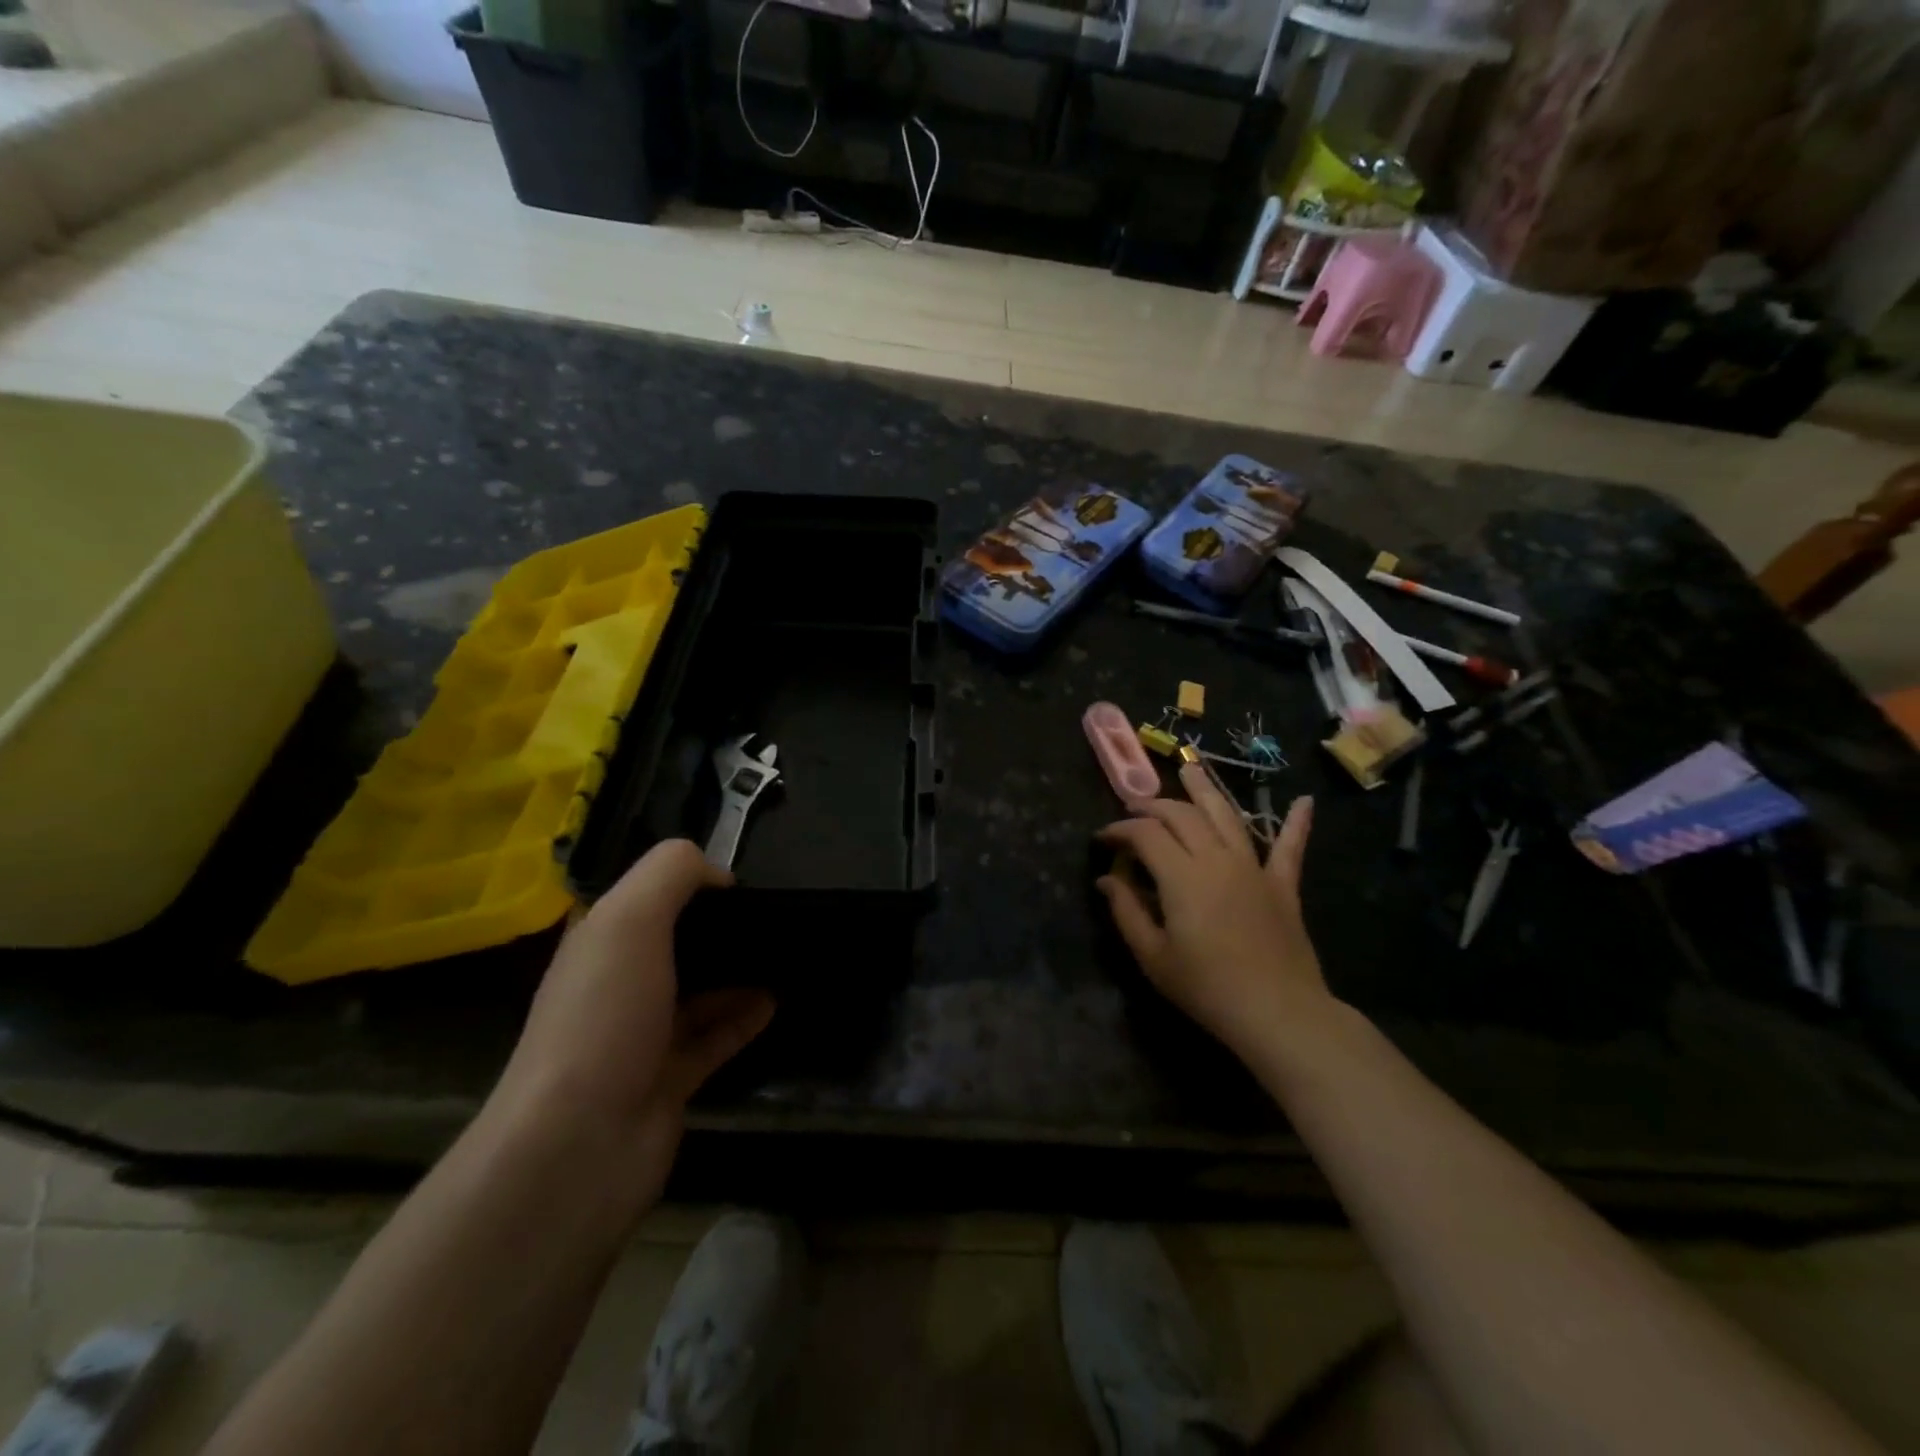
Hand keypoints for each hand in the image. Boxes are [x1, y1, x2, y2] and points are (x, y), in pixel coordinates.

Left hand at [489, 840, 773, 1205]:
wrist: (580, 1145)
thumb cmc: (603, 1017)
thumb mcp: (629, 920)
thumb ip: (671, 874)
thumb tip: (718, 874)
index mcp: (598, 944)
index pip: (644, 897)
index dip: (688, 882)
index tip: (737, 882)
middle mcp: (616, 985)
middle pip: (674, 943)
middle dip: (719, 927)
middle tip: (772, 916)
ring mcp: (642, 1036)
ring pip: (698, 991)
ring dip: (737, 971)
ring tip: (784, 953)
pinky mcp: (669, 1080)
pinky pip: (714, 1038)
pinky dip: (743, 1018)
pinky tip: (774, 1001)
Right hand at [1097, 764, 1331, 1063]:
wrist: (1278, 1012)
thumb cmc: (1206, 987)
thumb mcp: (1153, 956)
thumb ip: (1126, 911)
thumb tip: (1106, 879)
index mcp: (1181, 874)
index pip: (1144, 834)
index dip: (1119, 830)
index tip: (1103, 839)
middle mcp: (1216, 857)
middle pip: (1181, 815)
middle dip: (1153, 806)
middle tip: (1134, 809)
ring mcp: (1253, 867)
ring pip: (1226, 815)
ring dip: (1206, 789)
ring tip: (1190, 767)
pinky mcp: (1282, 885)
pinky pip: (1289, 848)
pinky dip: (1296, 823)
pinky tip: (1305, 801)